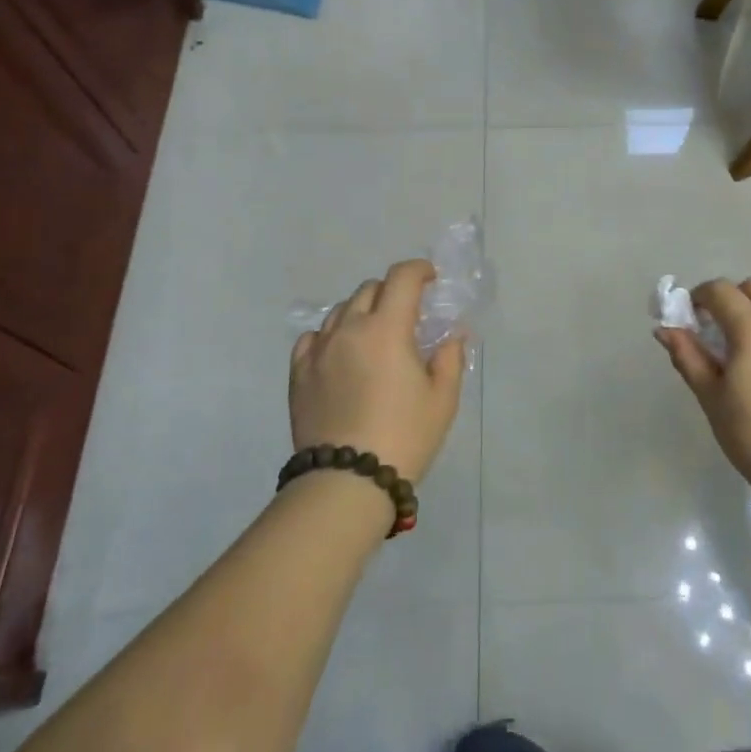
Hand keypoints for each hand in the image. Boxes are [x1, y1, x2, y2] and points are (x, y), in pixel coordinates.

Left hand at [290, 260, 465, 483]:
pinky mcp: (299, 373)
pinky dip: (332, 334)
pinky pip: (313, 337)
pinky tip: (341, 353)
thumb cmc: (405, 436)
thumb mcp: (442, 399)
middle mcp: (349, 329)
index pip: (401, 278)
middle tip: (407, 314)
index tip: (431, 279)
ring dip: (362, 311)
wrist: (347, 481)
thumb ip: (450, 358)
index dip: (419, 270)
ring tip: (374, 334)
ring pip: (340, 310)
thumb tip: (451, 335)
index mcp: (387, 329)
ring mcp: (319, 350)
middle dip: (392, 292)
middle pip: (369, 289)